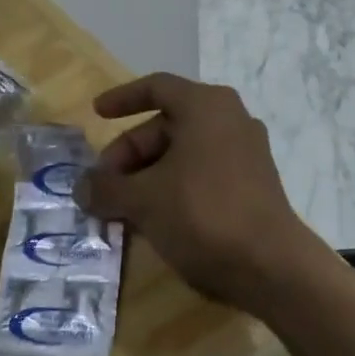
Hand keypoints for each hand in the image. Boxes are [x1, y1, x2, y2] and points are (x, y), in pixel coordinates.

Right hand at [76, 73, 311, 307]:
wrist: (272, 267)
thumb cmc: (203, 213)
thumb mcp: (143, 199)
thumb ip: (107, 188)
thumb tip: (82, 188)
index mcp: (206, 106)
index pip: (156, 87)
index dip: (122, 98)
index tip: (96, 113)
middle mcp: (230, 121)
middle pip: (166, 126)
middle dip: (129, 155)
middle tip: (103, 186)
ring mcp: (245, 155)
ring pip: (183, 155)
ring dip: (147, 177)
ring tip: (121, 208)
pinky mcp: (252, 187)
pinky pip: (201, 176)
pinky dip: (172, 189)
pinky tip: (152, 220)